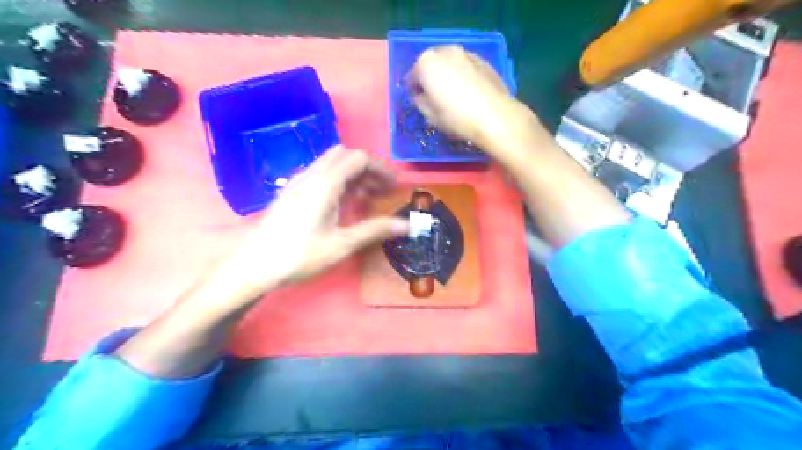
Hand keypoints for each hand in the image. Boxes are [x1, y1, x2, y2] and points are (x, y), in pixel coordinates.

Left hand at [220, 145, 407, 297]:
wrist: (253, 264)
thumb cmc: (299, 255)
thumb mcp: (341, 244)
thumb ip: (374, 230)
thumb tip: (406, 225)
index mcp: (325, 183)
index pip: (358, 158)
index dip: (380, 168)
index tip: (394, 187)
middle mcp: (311, 175)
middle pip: (345, 156)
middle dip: (367, 169)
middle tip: (381, 191)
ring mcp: (299, 182)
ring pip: (332, 164)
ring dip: (353, 174)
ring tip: (367, 198)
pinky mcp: (292, 192)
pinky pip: (321, 175)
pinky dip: (338, 181)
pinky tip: (342, 204)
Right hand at [414, 45, 551, 165]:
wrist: (494, 116)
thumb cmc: (456, 117)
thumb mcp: (430, 115)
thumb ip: (420, 102)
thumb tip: (421, 97)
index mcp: (426, 63)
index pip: (412, 76)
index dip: (413, 90)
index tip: (417, 101)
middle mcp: (445, 52)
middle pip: (431, 64)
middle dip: (430, 78)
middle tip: (434, 96)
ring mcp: (466, 53)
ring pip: (450, 63)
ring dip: (447, 74)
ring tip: (452, 93)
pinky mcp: (484, 61)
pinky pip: (466, 66)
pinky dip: (463, 75)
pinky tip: (468, 92)